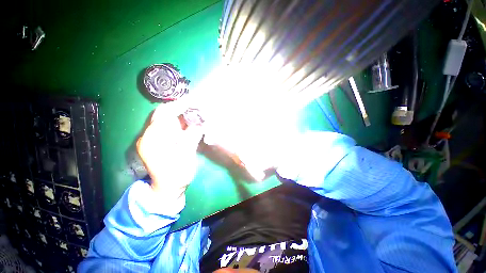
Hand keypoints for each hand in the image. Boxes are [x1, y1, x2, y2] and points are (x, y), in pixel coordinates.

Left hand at [136, 101, 202, 197]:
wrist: (167, 189)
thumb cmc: (177, 175)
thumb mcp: (187, 155)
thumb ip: (193, 136)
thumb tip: (201, 121)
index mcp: (153, 140)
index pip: (164, 114)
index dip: (180, 106)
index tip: (194, 101)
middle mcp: (150, 135)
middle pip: (164, 114)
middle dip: (181, 108)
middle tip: (197, 106)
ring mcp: (154, 138)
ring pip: (167, 119)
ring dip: (182, 114)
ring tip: (196, 112)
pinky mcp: (160, 140)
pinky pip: (170, 126)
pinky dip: (181, 122)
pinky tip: (191, 122)